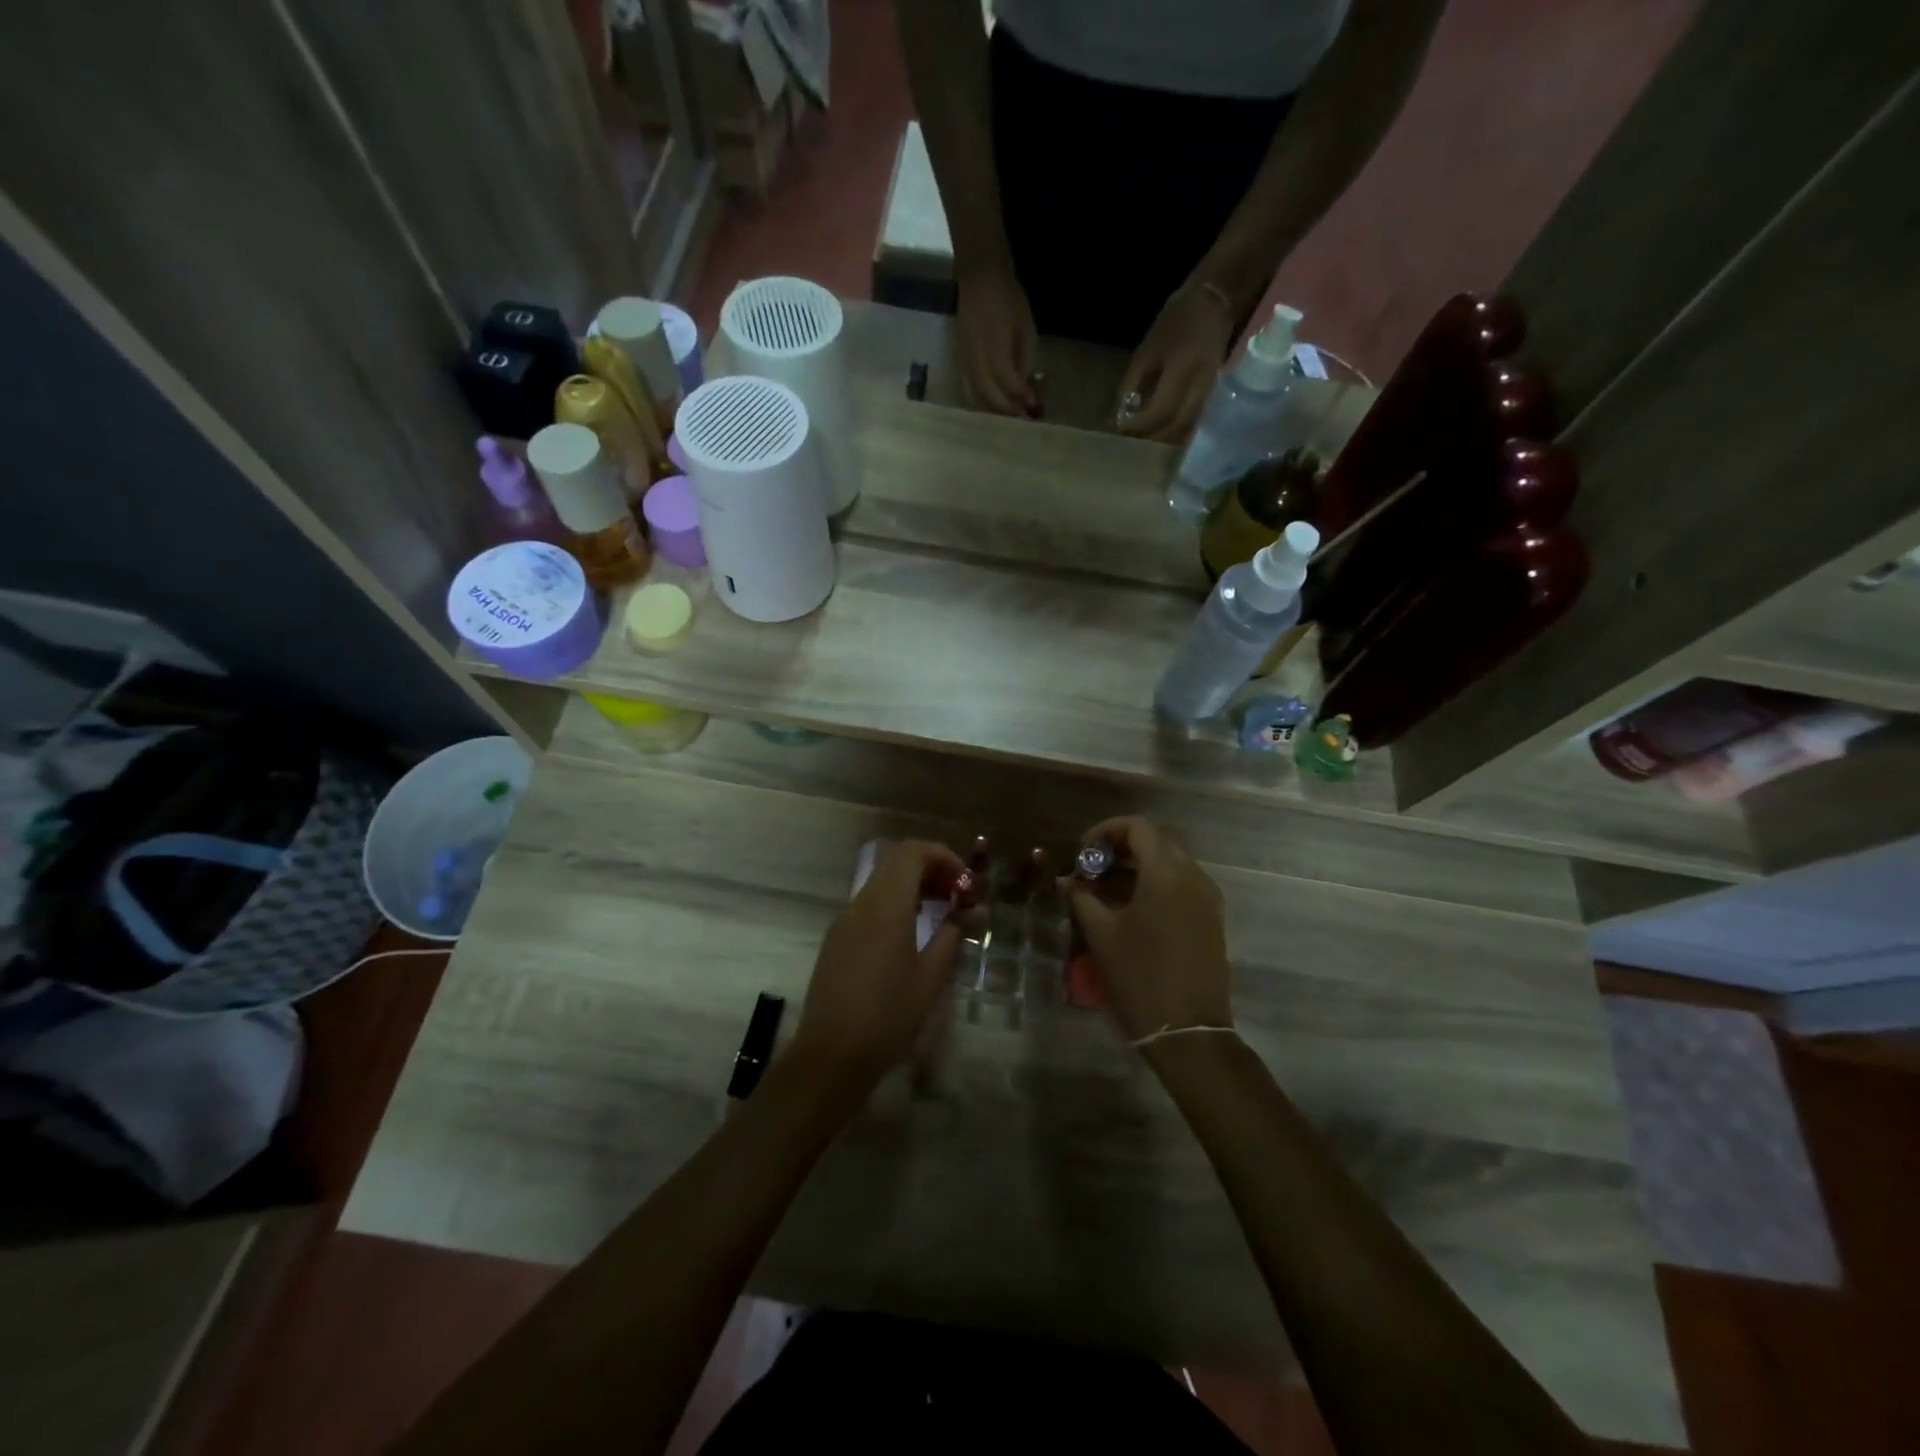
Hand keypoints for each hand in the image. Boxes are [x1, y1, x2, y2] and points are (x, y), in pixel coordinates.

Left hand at [792, 839, 966, 1090]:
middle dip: (930, 868)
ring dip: (912, 886)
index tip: (965, 884)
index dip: (943, 856)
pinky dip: (895, 904)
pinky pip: (869, 905)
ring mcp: (844, 921)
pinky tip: (911, 934)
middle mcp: (861, 904)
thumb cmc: (887, 1017)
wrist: (830, 1056)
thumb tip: (964, 916)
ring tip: (941, 912)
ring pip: (881, 882)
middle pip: (895, 861)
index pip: (911, 852)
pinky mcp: (836, 939)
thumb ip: (949, 938)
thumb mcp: (929, 979)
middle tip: (957, 894)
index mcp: (886, 907)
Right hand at [955, 266, 1039, 415]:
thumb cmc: (1008, 298)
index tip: (1034, 406)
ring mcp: (966, 359)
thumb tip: (1027, 385)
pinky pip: (972, 386)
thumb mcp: (1026, 327)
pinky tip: (996, 399)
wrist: (979, 276)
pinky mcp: (961, 358)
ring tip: (1010, 412)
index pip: (1008, 383)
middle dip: (1007, 409)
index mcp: (994, 348)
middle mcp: (977, 359)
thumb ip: (1026, 358)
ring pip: (978, 395)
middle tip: (1022, 416)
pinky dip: (985, 397)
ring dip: (994, 407)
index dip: (1022, 397)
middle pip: (990, 395)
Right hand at [1065, 817, 1231, 1042]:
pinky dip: (1156, 885)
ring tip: (1105, 890)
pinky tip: (1131, 909)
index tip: (1083, 851)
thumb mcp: (1101, 934)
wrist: (1188, 1031)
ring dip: (1138, 867)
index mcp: (1166, 873)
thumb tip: (1066, 880)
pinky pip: (1182, 886)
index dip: (1106, 830)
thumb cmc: (1139, 977)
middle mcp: (1193, 877)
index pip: (1138, 827)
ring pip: (1171, 864)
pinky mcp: (1212, 920)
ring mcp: (1208, 899)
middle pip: (1157, 842)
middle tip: (1092, 868)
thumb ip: (1082, 897)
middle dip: (1121, 848)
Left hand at [1116, 284, 1236, 442]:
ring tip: (1146, 443)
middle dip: (1153, 440)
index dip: (1140, 426)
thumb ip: (1131, 385)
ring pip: (1188, 428)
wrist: (1214, 302)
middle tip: (1133, 445)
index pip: (1160, 410)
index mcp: (1183, 369)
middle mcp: (1201, 384)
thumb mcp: (1146, 351)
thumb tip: (1119, 418)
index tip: (1122, 432)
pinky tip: (1164, 434)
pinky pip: (1196, 421)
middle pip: (1177, 427)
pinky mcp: (1216, 394)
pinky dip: (1178, 432)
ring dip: (1166, 440)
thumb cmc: (1175, 322)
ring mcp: (1212, 391)